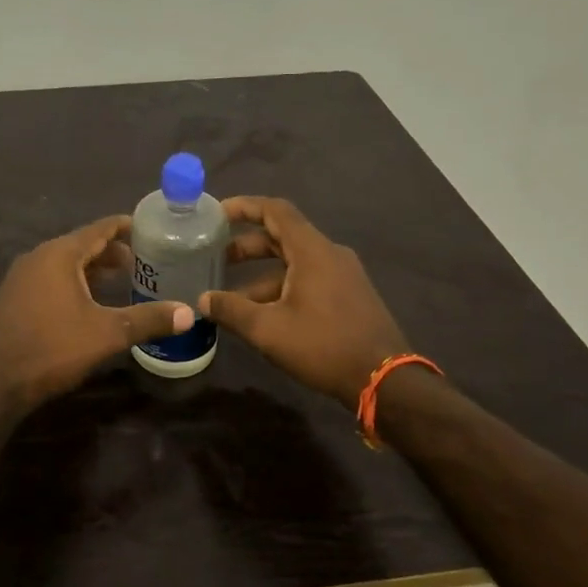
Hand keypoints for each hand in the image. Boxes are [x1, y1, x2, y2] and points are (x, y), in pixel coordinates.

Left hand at [0, 215, 194, 410]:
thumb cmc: (52, 349)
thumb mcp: (107, 334)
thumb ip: (148, 319)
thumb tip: (190, 313)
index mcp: (59, 254)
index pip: (100, 228)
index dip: (128, 227)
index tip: (154, 229)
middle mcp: (38, 256)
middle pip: (83, 244)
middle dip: (114, 251)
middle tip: (147, 262)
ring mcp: (22, 276)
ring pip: (66, 262)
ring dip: (94, 268)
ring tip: (125, 280)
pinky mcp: (14, 296)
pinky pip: (52, 277)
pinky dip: (75, 280)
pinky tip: (91, 302)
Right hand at [201, 197, 410, 408]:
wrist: (384, 379)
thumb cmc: (323, 345)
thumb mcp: (268, 329)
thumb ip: (231, 310)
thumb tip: (202, 300)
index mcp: (312, 250)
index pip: (275, 211)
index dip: (244, 207)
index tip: (217, 214)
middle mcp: (330, 254)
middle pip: (282, 237)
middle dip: (247, 246)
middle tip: (216, 258)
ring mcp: (343, 275)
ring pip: (294, 263)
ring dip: (262, 275)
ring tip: (232, 298)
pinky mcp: (350, 296)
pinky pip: (309, 279)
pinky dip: (282, 287)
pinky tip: (264, 315)